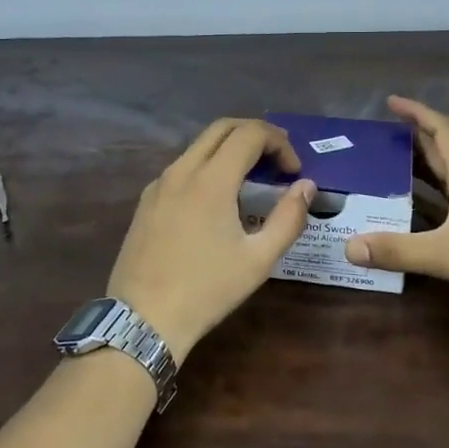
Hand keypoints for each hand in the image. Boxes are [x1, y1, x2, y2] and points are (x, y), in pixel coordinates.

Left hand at [108, 118, 315, 362]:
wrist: (143, 320)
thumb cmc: (207, 290)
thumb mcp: (259, 259)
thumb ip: (289, 218)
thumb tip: (306, 186)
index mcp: (211, 180)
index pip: (249, 134)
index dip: (279, 143)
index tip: (294, 171)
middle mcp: (181, 170)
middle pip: (222, 128)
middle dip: (255, 135)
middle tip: (277, 161)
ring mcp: (159, 184)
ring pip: (199, 146)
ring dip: (230, 149)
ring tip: (252, 179)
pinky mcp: (146, 201)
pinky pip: (182, 167)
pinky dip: (207, 166)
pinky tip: (218, 200)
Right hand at [344, 95, 448, 326]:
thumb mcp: (445, 254)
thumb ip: (398, 250)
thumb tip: (349, 247)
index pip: (442, 130)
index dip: (417, 112)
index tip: (391, 102)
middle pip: (445, 150)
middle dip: (414, 139)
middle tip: (381, 139)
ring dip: (424, 166)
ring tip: (391, 168)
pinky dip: (434, 195)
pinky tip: (418, 210)